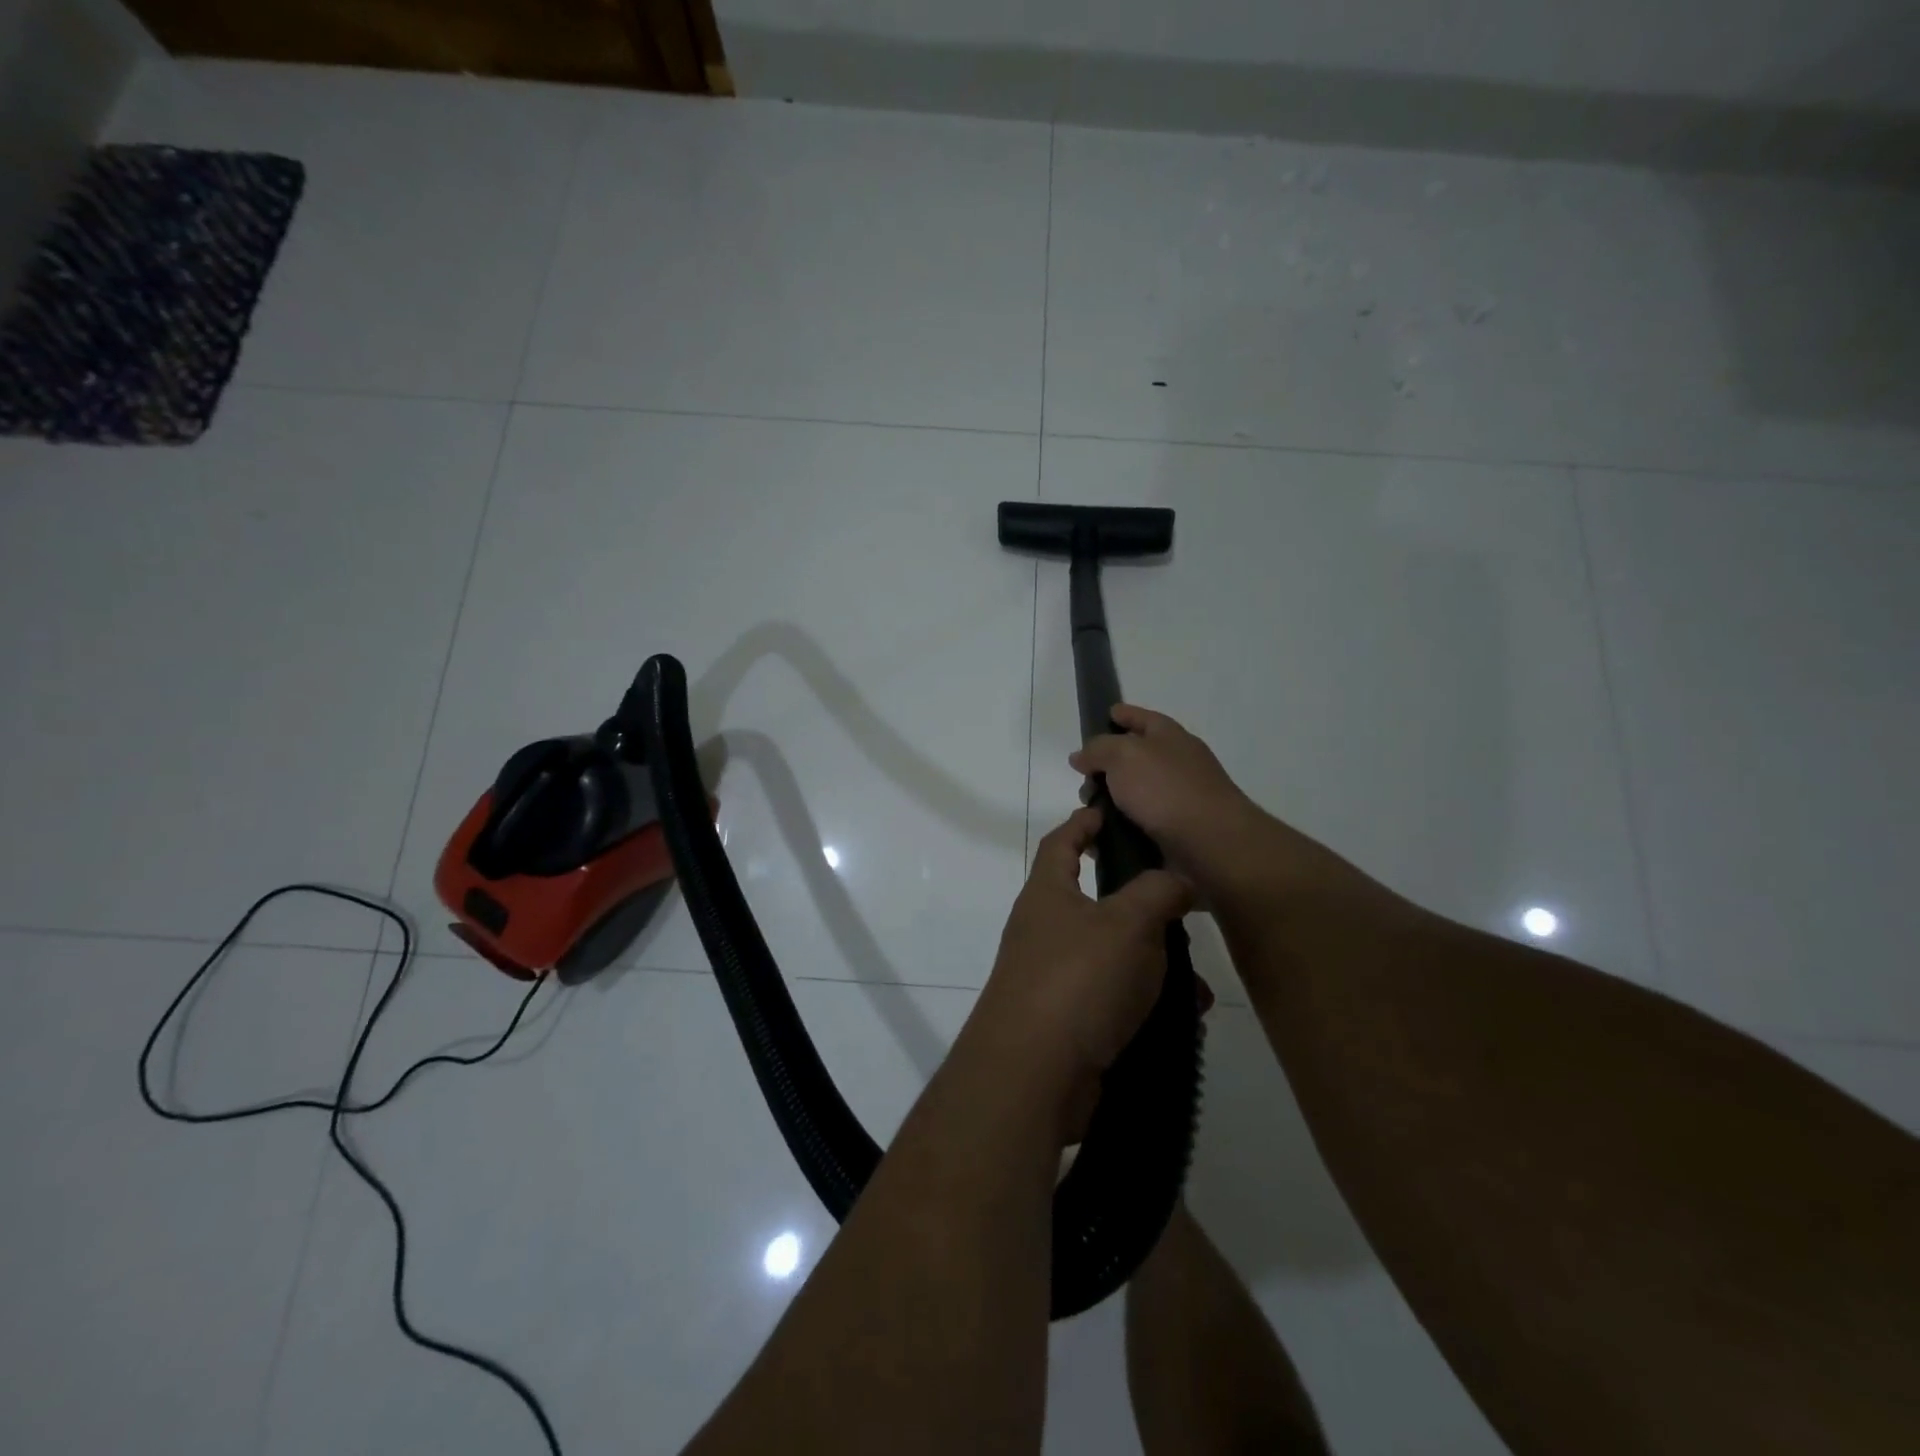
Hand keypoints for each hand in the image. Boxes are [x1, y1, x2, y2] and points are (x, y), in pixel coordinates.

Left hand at [968, 808, 1192, 1098]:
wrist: (1034, 1076)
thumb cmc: (1078, 980)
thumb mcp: (1127, 923)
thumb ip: (1157, 891)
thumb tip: (1178, 878)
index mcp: (1048, 895)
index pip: (1061, 842)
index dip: (1084, 822)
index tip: (1109, 812)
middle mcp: (1045, 931)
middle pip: (1095, 902)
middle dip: (1140, 905)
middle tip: (1183, 906)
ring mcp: (1054, 978)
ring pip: (1114, 956)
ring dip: (1155, 963)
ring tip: (1198, 980)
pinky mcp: (1069, 1022)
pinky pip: (1116, 999)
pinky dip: (1149, 1003)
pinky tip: (1186, 1018)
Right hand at [1069, 705, 1265, 889]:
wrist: (1211, 845)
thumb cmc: (1166, 790)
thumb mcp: (1124, 755)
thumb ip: (1098, 749)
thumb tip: (1081, 756)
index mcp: (1170, 737)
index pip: (1143, 718)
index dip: (1124, 714)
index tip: (1106, 714)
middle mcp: (1177, 765)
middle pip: (1134, 760)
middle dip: (1105, 769)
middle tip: (1084, 782)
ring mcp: (1179, 801)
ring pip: (1133, 797)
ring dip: (1108, 805)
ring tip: (1087, 816)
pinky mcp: (1175, 834)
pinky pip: (1137, 828)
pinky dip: (1118, 832)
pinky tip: (1100, 840)